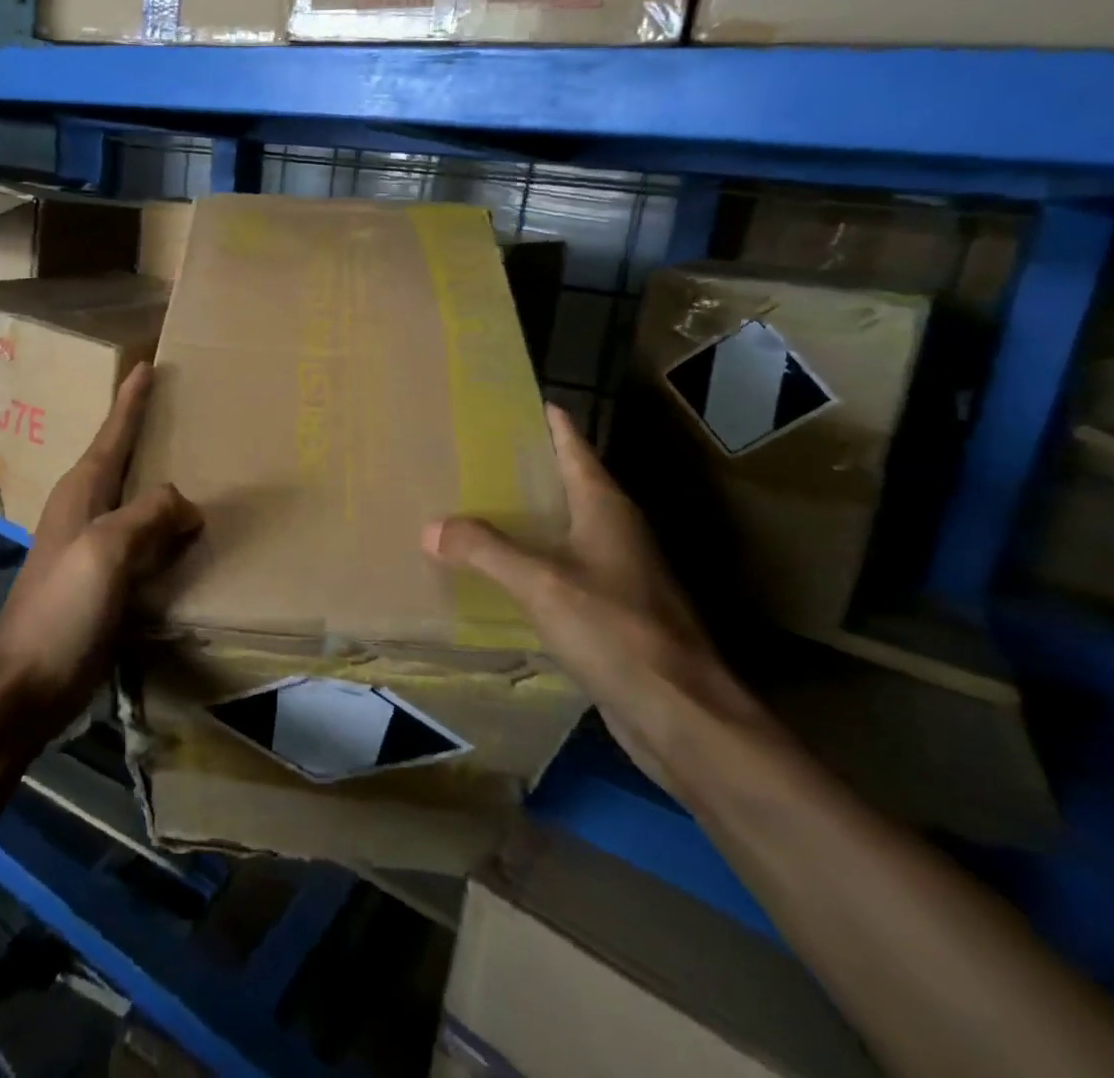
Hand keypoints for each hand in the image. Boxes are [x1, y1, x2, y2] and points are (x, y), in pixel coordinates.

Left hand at [0, 363, 201, 729]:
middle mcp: (86, 510)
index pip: (113, 432)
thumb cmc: (60, 611)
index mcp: (82, 492)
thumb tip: (187, 503)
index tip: (147, 365)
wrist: (24, 687)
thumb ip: (148, 516)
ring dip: (162, 484)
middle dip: (149, 433)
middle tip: (187, 411)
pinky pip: (143, 540)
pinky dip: (166, 529)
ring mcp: (92, 547)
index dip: (131, 400)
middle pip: (123, 459)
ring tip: (199, 469)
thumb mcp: (106, 552)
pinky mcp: (103, 580)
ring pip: (136, 501)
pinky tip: (188, 535)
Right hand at [423, 404, 758, 792]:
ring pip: (562, 526)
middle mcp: (614, 530)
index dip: (548, 419)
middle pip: (565, 481)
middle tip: (471, 451)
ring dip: (525, 514)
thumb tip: (432, 527)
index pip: (573, 444)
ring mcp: (616, 571)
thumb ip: (485, 550)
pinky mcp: (610, 609)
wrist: (681, 715)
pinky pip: (560, 567)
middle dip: (523, 465)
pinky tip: (498, 568)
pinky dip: (529, 558)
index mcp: (605, 507)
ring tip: (473, 503)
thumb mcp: (542, 583)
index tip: (513, 398)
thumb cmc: (617, 631)